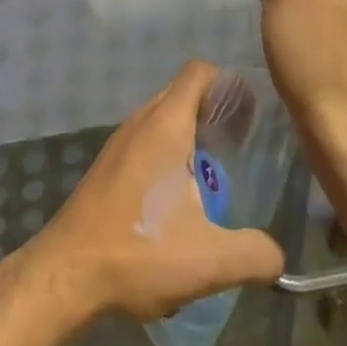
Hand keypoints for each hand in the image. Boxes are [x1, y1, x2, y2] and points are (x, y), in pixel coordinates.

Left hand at [20, 61, 284, 323]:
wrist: (68, 272)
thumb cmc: (139, 251)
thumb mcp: (210, 260)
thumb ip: (256, 254)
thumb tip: (278, 255)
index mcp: (166, 125)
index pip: (199, 73)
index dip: (230, 83)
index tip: (255, 112)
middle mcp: (141, 122)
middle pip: (184, 94)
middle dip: (216, 110)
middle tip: (247, 143)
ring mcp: (120, 142)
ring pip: (164, 120)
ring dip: (193, 135)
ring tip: (222, 171)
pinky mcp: (109, 166)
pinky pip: (148, 142)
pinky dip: (171, 154)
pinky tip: (184, 197)